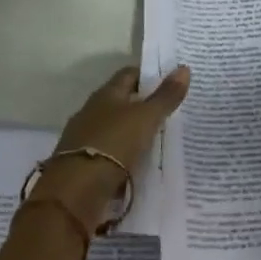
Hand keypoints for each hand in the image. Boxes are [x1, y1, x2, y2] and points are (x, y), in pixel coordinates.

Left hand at [35, 65, 189, 232]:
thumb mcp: (146, 118)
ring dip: (133, 132)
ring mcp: (85, 138)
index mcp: (106, 94)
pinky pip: (110, 153)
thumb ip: (166, 96)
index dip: (149, 75)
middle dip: (143, 105)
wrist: (76, 191)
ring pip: (115, 128)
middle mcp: (92, 111)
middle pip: (121, 101)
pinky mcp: (83, 164)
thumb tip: (184, 68)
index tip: (170, 82)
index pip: (129, 74)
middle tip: (171, 111)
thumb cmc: (114, 143)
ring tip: (160, 139)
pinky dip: (124, 155)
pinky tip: (139, 163)